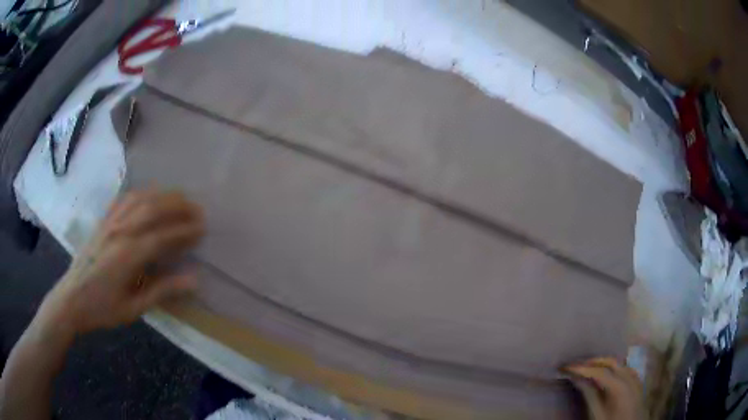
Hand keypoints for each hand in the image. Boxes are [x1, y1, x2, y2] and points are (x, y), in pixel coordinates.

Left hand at [38, 190, 204, 335]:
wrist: (71, 299)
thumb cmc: (103, 309)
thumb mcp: (134, 309)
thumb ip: (162, 291)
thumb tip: (194, 280)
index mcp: (128, 256)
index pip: (163, 236)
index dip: (185, 230)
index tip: (203, 228)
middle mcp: (120, 232)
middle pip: (153, 208)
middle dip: (178, 206)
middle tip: (197, 209)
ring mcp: (110, 223)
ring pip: (140, 199)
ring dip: (162, 195)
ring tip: (179, 197)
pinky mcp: (103, 221)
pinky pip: (124, 199)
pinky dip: (141, 193)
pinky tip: (149, 195)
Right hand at [563, 357, 646, 419]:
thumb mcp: (597, 413)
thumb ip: (590, 395)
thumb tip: (577, 379)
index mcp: (620, 385)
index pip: (598, 371)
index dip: (582, 368)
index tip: (565, 367)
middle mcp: (630, 376)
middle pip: (610, 362)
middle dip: (592, 362)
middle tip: (575, 365)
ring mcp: (635, 377)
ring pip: (619, 362)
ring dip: (603, 362)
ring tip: (588, 366)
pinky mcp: (637, 381)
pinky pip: (625, 368)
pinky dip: (614, 366)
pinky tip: (607, 371)